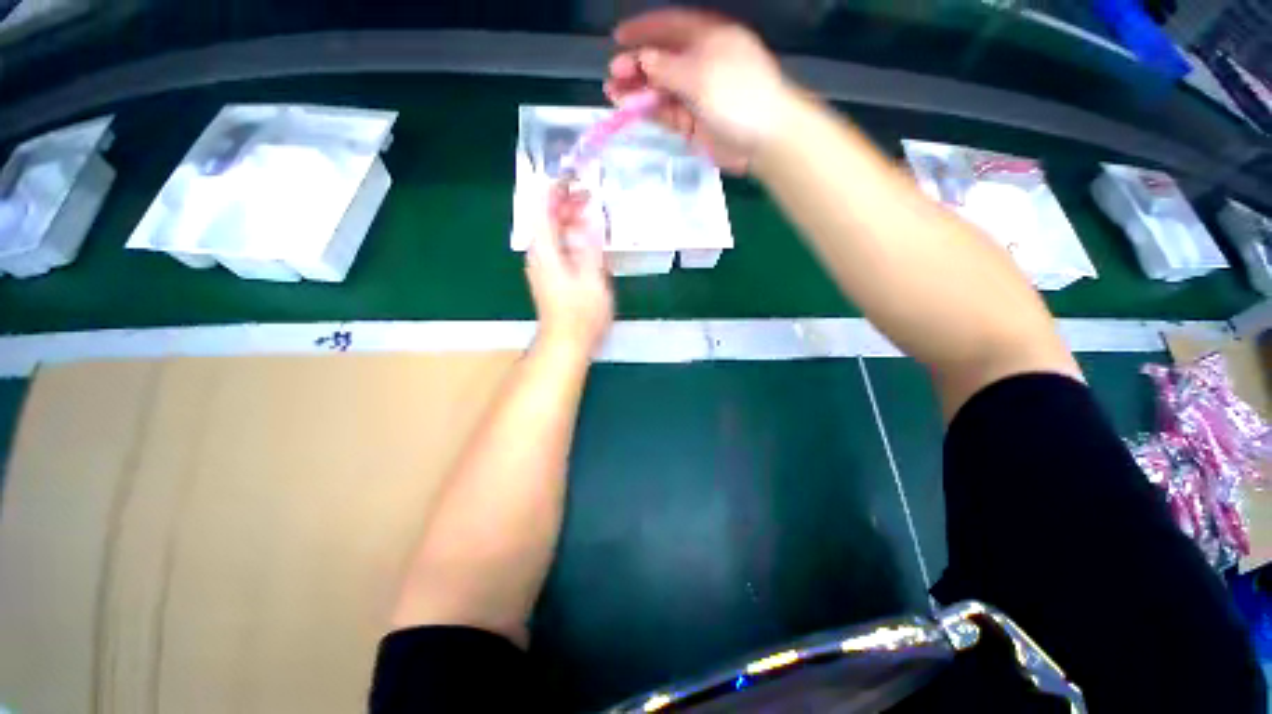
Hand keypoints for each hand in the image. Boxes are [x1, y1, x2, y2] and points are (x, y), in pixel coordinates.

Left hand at [526, 182, 613, 356]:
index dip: (556, 189)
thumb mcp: (591, 278)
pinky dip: (569, 234)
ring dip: (569, 218)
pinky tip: (585, 237)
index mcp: (545, 251)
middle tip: (590, 193)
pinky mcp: (550, 275)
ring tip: (591, 210)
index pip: (543, 209)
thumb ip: (590, 246)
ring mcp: (542, 266)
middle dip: (565, 202)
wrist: (566, 342)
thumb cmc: (581, 313)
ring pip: (551, 232)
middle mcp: (538, 254)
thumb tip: (590, 216)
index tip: (574, 175)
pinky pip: (557, 245)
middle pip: (546, 218)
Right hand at [606, 8, 789, 173]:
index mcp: (708, 38)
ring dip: (638, 91)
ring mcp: (696, 94)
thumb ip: (668, 68)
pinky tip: (631, 110)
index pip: (670, 26)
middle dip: (636, 66)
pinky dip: (649, 111)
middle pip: (662, 60)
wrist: (763, 139)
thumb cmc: (738, 95)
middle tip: (613, 75)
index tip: (618, 37)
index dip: (644, 30)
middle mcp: (700, 63)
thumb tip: (644, 60)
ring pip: (661, 89)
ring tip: (613, 95)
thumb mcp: (701, 74)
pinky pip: (667, 112)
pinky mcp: (694, 122)